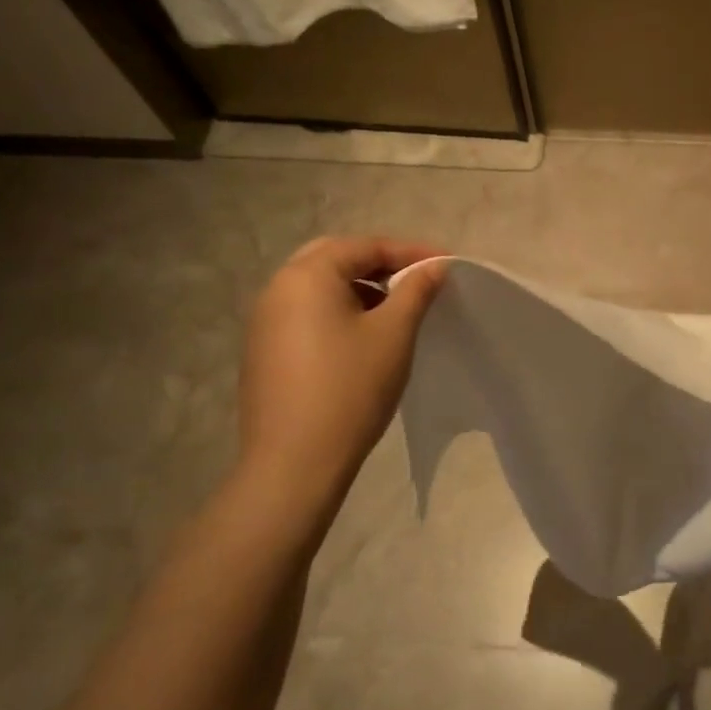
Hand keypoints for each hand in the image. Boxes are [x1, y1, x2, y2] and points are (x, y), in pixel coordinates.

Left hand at [235, 237, 445, 505]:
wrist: (294, 463)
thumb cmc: (351, 388)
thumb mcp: (394, 333)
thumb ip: (416, 290)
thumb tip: (434, 266)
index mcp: (307, 276)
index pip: (365, 246)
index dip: (410, 251)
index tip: (446, 264)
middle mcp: (277, 289)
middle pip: (335, 258)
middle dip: (379, 263)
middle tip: (416, 278)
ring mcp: (264, 322)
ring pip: (318, 287)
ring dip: (359, 287)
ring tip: (395, 308)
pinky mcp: (264, 351)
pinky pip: (306, 313)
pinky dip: (338, 311)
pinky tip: (362, 337)